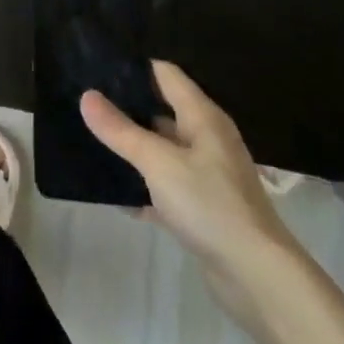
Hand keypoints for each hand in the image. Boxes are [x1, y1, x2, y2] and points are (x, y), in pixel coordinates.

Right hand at [81, 61, 301, 318]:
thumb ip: (120, 130)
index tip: (96, 64)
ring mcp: (207, 175)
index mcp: (202, 117)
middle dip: (127, 106)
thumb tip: (86, 95)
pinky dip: (144, 186)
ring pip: (162, 149)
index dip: (133, 67)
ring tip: (92, 139)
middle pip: (162, 110)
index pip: (164, 74)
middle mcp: (207, 139)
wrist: (258, 278)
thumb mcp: (157, 162)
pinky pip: (166, 186)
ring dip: (133, 147)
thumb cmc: (209, 204)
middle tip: (86, 101)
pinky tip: (115, 192)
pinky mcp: (203, 208)